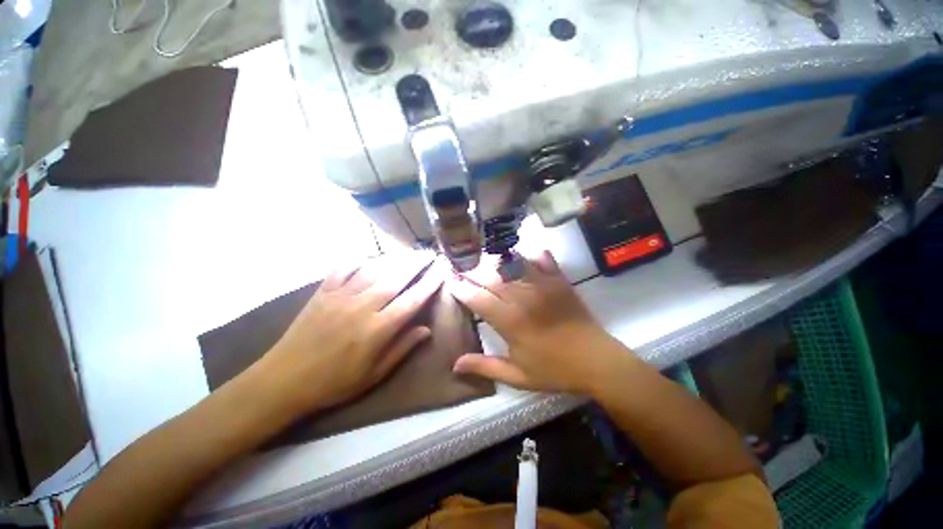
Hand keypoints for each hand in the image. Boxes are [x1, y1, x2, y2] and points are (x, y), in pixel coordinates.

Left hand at [259, 251, 445, 413]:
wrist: (284, 379)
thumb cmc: (334, 382)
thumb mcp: (374, 374)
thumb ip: (402, 348)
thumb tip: (426, 330)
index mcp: (377, 329)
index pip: (412, 300)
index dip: (429, 284)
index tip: (441, 272)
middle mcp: (362, 307)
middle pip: (396, 278)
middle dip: (416, 264)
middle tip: (429, 254)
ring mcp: (341, 296)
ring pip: (374, 269)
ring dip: (394, 259)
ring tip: (408, 252)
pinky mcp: (323, 292)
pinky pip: (344, 268)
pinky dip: (358, 259)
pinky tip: (369, 257)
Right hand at [448, 251, 624, 393]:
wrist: (597, 361)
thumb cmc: (554, 370)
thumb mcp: (518, 376)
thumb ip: (485, 367)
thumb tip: (455, 365)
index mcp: (510, 322)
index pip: (477, 298)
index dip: (460, 288)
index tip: (450, 281)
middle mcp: (523, 298)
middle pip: (490, 276)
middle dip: (472, 270)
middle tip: (461, 266)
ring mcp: (543, 286)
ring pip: (512, 263)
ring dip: (495, 258)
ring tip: (483, 255)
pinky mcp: (559, 280)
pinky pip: (541, 258)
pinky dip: (529, 252)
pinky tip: (520, 250)